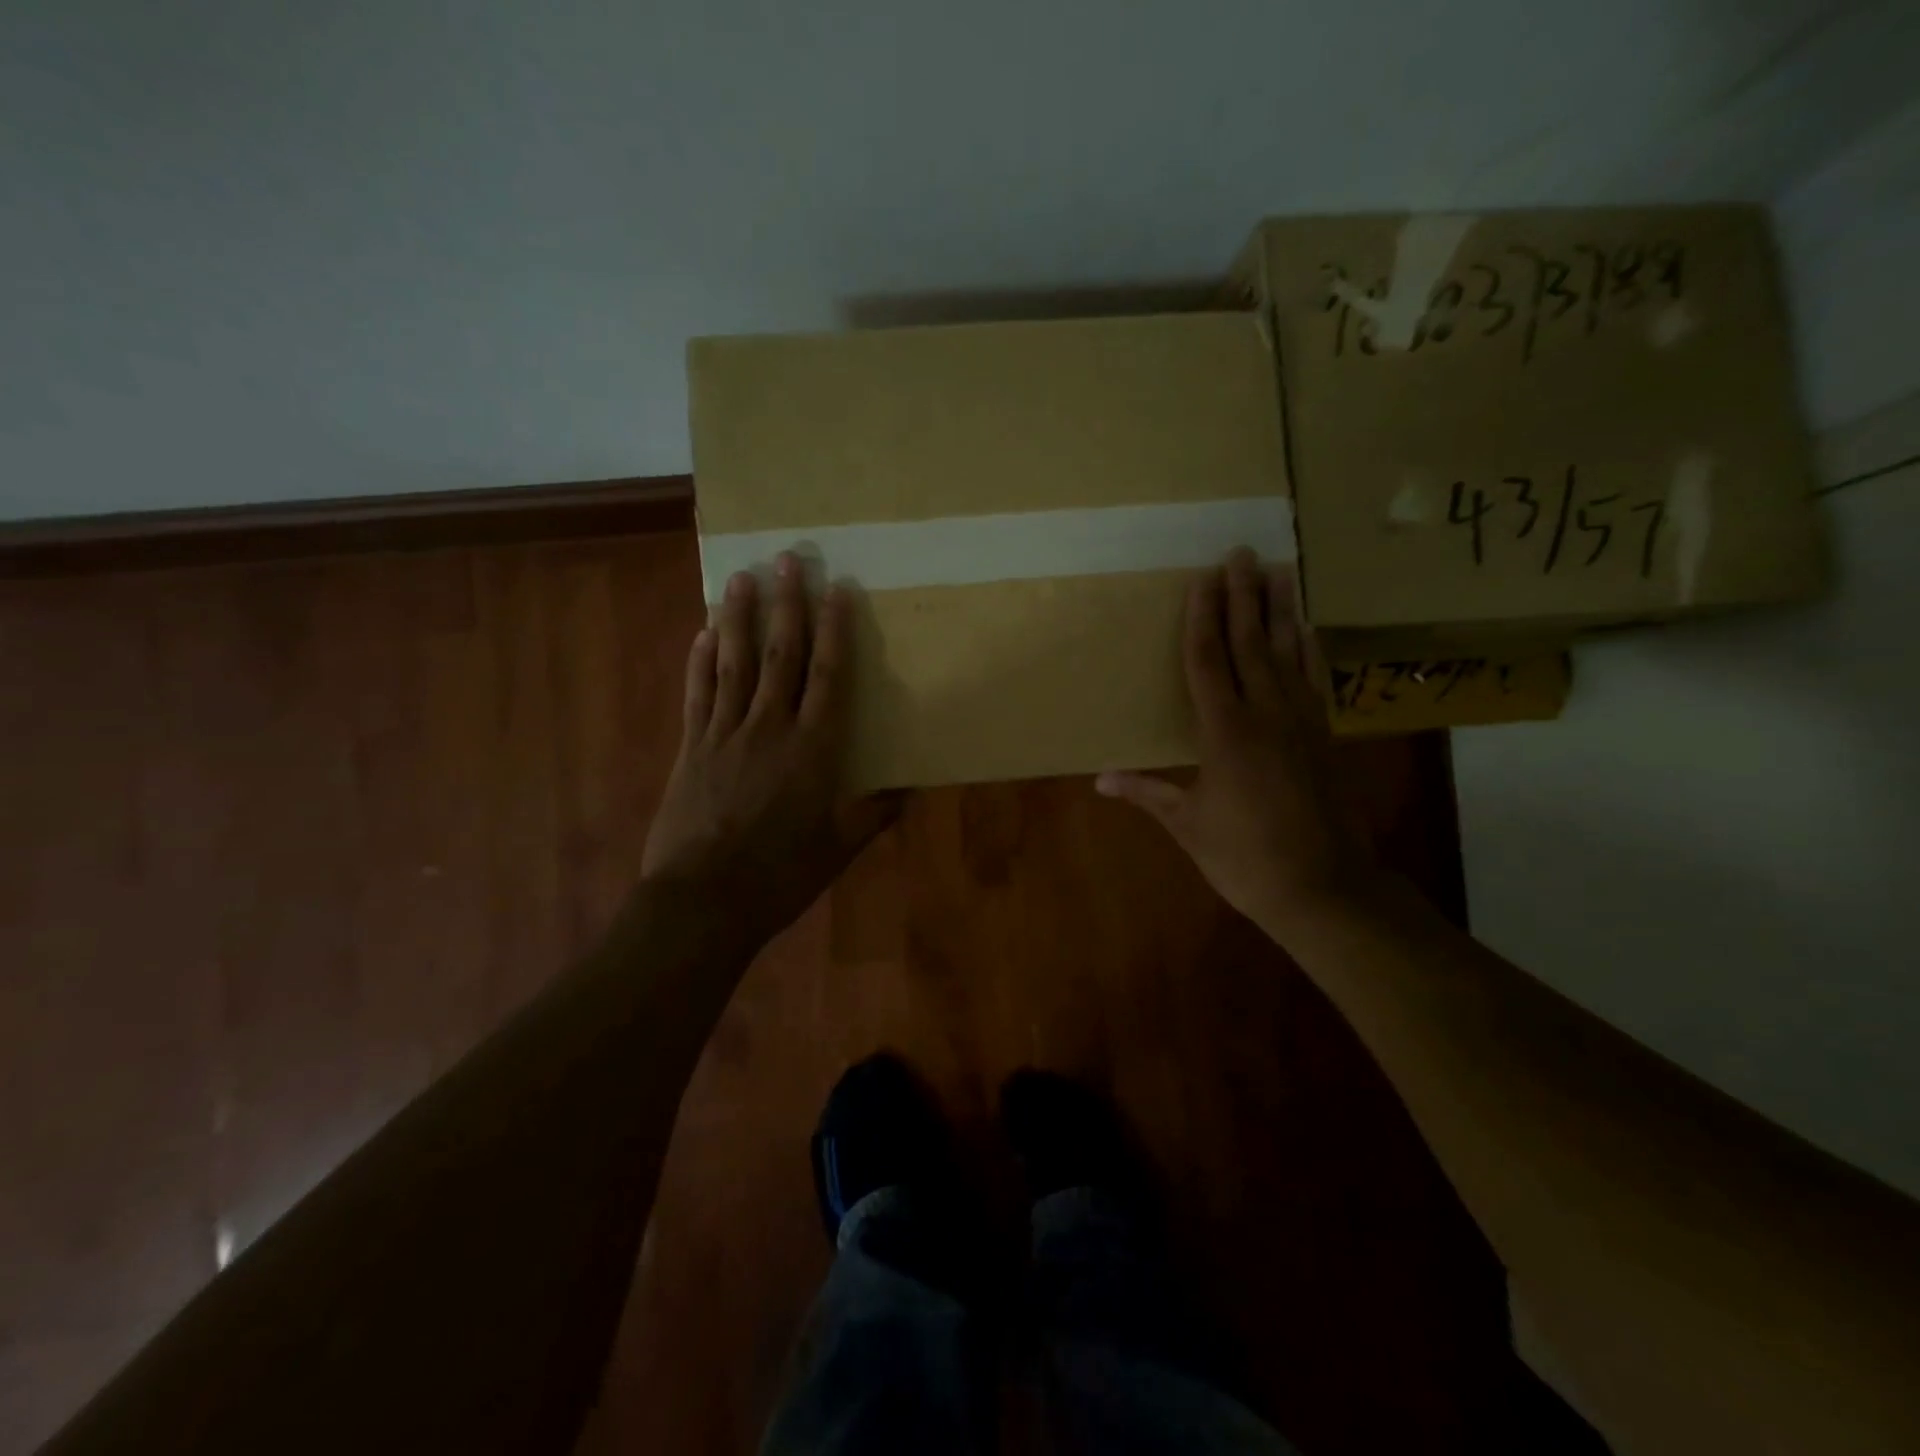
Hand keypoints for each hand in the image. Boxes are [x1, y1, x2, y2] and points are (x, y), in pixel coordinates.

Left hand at [641, 554, 897, 945]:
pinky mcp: (691, 747)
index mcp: (813, 750)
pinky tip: (704, 632)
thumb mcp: (838, 849)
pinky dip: (701, 661)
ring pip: (735, 663)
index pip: (828, 676)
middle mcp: (770, 728)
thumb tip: (909, 789)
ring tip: (743, 577)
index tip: (838, 590)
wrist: (703, 902)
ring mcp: (725, 734)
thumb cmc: (780, 876)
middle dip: (787, 605)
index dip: (834, 630)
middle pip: (781, 655)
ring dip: (741, 618)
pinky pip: (698, 693)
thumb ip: (873, 814)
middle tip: (789, 560)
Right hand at [1096, 549, 1377, 937]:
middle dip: (1244, 596)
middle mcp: (1266, 714)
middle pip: (1251, 643)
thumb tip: (1100, 779)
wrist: (1324, 888)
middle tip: (1243, 553)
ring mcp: (1300, 722)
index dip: (1203, 617)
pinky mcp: (1323, 736)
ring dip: (1281, 611)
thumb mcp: (1188, 825)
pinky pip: (1312, 679)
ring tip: (1280, 572)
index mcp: (1225, 732)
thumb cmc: (1245, 857)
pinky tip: (1307, 630)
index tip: (1203, 578)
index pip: (1209, 660)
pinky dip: (1308, 649)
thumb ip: (1148, 792)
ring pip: (1288, 653)